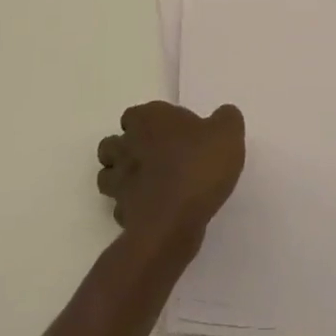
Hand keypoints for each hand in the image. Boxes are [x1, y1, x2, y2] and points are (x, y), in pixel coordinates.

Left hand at [96, 101, 244, 257]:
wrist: (175, 220)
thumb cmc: (198, 166)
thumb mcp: (227, 134)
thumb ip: (226, 119)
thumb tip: (224, 114)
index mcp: (148, 119)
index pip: (133, 115)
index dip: (146, 123)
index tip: (167, 133)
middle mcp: (127, 146)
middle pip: (112, 144)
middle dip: (125, 150)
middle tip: (153, 158)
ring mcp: (120, 182)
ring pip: (108, 176)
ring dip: (121, 180)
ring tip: (149, 185)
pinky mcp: (123, 214)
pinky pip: (121, 209)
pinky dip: (132, 210)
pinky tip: (154, 211)